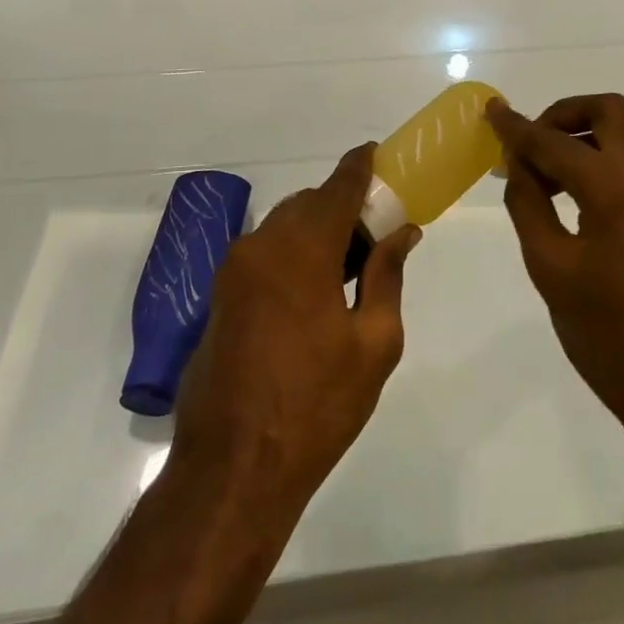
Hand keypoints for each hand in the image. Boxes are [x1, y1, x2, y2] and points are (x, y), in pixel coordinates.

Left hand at [171, 144, 420, 515]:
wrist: (233, 470)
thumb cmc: (316, 405)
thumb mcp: (374, 343)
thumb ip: (388, 275)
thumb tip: (402, 233)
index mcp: (303, 248)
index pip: (338, 187)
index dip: (360, 166)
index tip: (378, 153)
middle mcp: (263, 244)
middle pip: (311, 203)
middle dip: (344, 207)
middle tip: (376, 235)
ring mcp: (235, 269)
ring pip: (286, 226)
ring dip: (318, 231)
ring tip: (350, 268)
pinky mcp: (220, 295)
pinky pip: (266, 252)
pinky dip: (294, 252)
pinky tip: (315, 291)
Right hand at [486, 95, 623, 476]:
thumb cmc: (613, 337)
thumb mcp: (552, 271)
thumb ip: (529, 206)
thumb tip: (518, 166)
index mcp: (617, 186)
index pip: (554, 141)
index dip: (517, 127)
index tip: (491, 112)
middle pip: (607, 111)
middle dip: (562, 116)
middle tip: (529, 145)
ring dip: (583, 137)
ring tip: (542, 173)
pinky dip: (602, 160)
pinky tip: (572, 195)